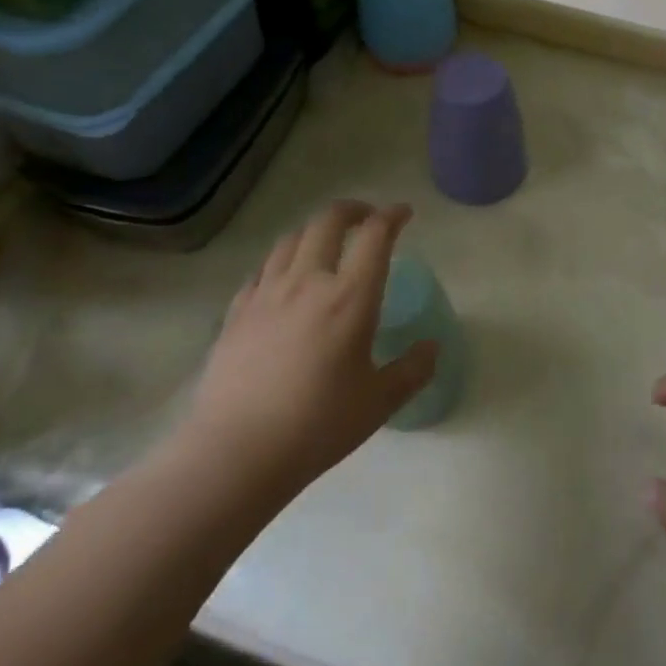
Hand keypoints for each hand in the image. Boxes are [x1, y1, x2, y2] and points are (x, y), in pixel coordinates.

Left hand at [173, 201, 437, 514]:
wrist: (234, 454)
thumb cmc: (317, 426)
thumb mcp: (379, 402)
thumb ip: (412, 370)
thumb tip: (432, 348)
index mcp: (350, 297)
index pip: (376, 235)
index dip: (392, 216)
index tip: (403, 213)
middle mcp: (308, 282)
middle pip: (328, 221)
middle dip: (353, 210)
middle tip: (367, 220)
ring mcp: (267, 294)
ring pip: (291, 239)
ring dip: (316, 231)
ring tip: (327, 245)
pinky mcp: (236, 313)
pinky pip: (262, 270)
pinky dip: (282, 261)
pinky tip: (285, 282)